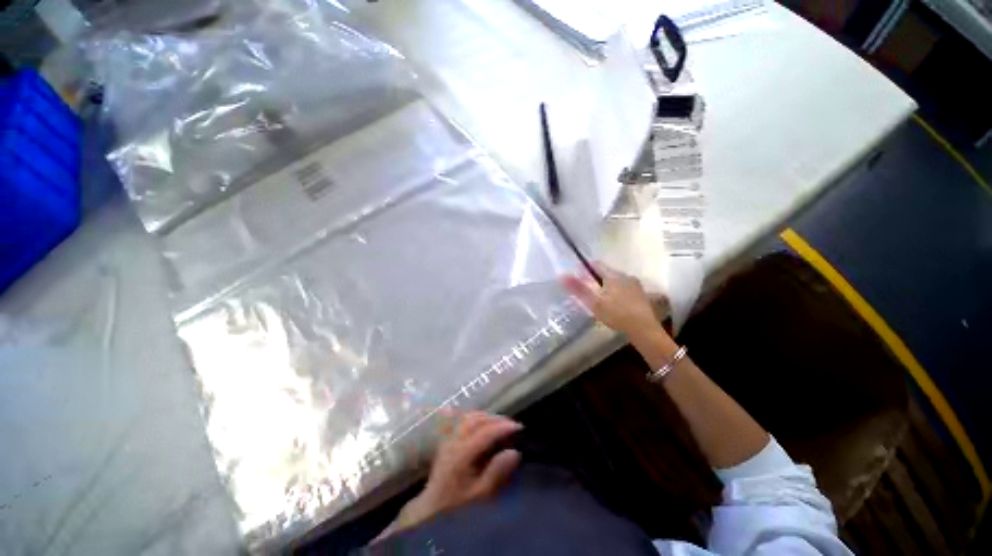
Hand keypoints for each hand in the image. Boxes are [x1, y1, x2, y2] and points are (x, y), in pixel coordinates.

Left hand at [382, 412, 521, 537]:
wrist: (432, 509)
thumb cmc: (457, 505)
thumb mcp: (480, 495)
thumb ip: (496, 473)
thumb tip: (515, 452)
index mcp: (461, 454)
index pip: (485, 432)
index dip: (503, 427)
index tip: (519, 427)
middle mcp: (453, 441)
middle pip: (475, 419)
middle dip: (495, 418)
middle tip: (511, 425)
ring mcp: (448, 439)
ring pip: (467, 417)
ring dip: (485, 416)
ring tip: (499, 423)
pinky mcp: (446, 440)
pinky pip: (461, 421)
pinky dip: (475, 418)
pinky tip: (482, 423)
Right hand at [561, 263, 663, 340]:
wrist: (644, 330)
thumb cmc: (617, 314)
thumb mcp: (594, 303)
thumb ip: (579, 289)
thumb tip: (562, 275)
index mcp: (614, 275)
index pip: (597, 264)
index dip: (585, 266)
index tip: (575, 271)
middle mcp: (626, 276)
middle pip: (607, 272)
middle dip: (595, 276)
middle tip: (584, 285)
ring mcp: (635, 286)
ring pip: (616, 281)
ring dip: (606, 284)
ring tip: (596, 294)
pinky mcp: (641, 296)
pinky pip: (624, 288)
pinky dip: (615, 292)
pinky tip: (612, 302)